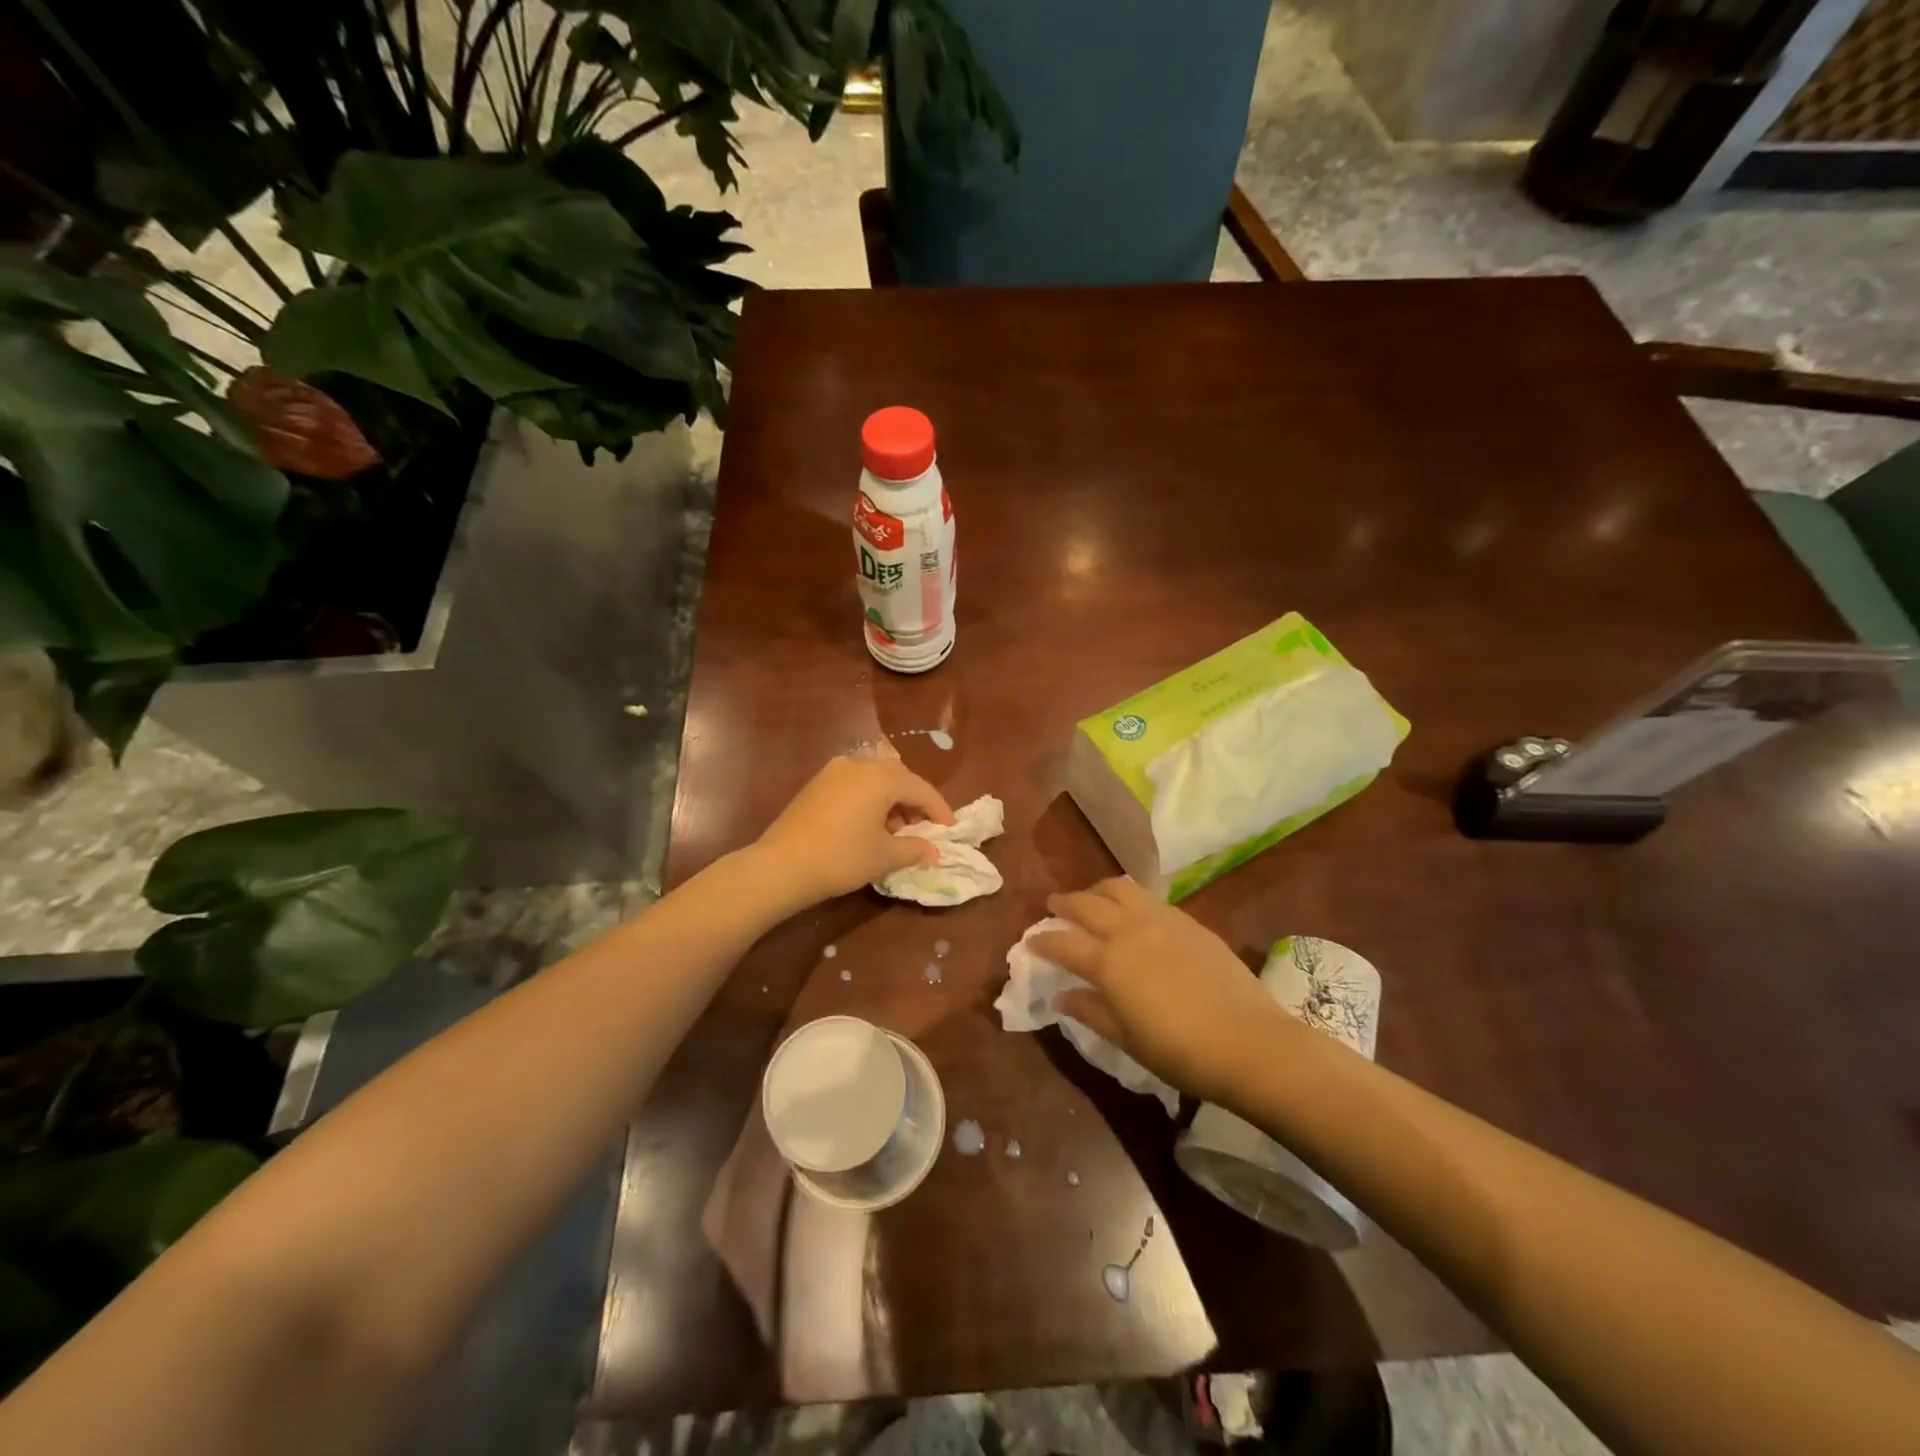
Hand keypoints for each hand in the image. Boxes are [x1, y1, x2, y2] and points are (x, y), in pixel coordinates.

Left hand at [753, 755, 954, 906]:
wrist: (781, 866)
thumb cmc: (841, 857)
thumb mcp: (884, 856)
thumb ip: (914, 849)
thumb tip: (933, 850)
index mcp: (881, 777)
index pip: (921, 789)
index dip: (939, 810)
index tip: (950, 829)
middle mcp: (859, 764)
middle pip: (898, 778)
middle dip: (914, 803)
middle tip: (923, 829)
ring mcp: (833, 771)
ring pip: (874, 780)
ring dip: (890, 802)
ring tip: (895, 832)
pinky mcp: (815, 784)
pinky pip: (854, 785)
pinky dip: (868, 800)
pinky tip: (868, 826)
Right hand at [1031, 878, 1295, 1108]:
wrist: (1250, 1043)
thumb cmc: (1181, 1052)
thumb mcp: (1128, 1039)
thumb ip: (1091, 1011)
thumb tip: (1061, 996)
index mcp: (1109, 962)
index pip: (1063, 943)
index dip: (1043, 941)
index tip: (1030, 941)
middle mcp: (1130, 930)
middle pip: (1087, 903)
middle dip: (1065, 903)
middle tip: (1053, 906)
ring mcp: (1162, 920)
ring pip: (1119, 888)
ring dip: (1097, 890)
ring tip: (1092, 899)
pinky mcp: (1189, 921)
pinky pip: (1149, 898)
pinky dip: (1129, 898)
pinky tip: (1133, 912)